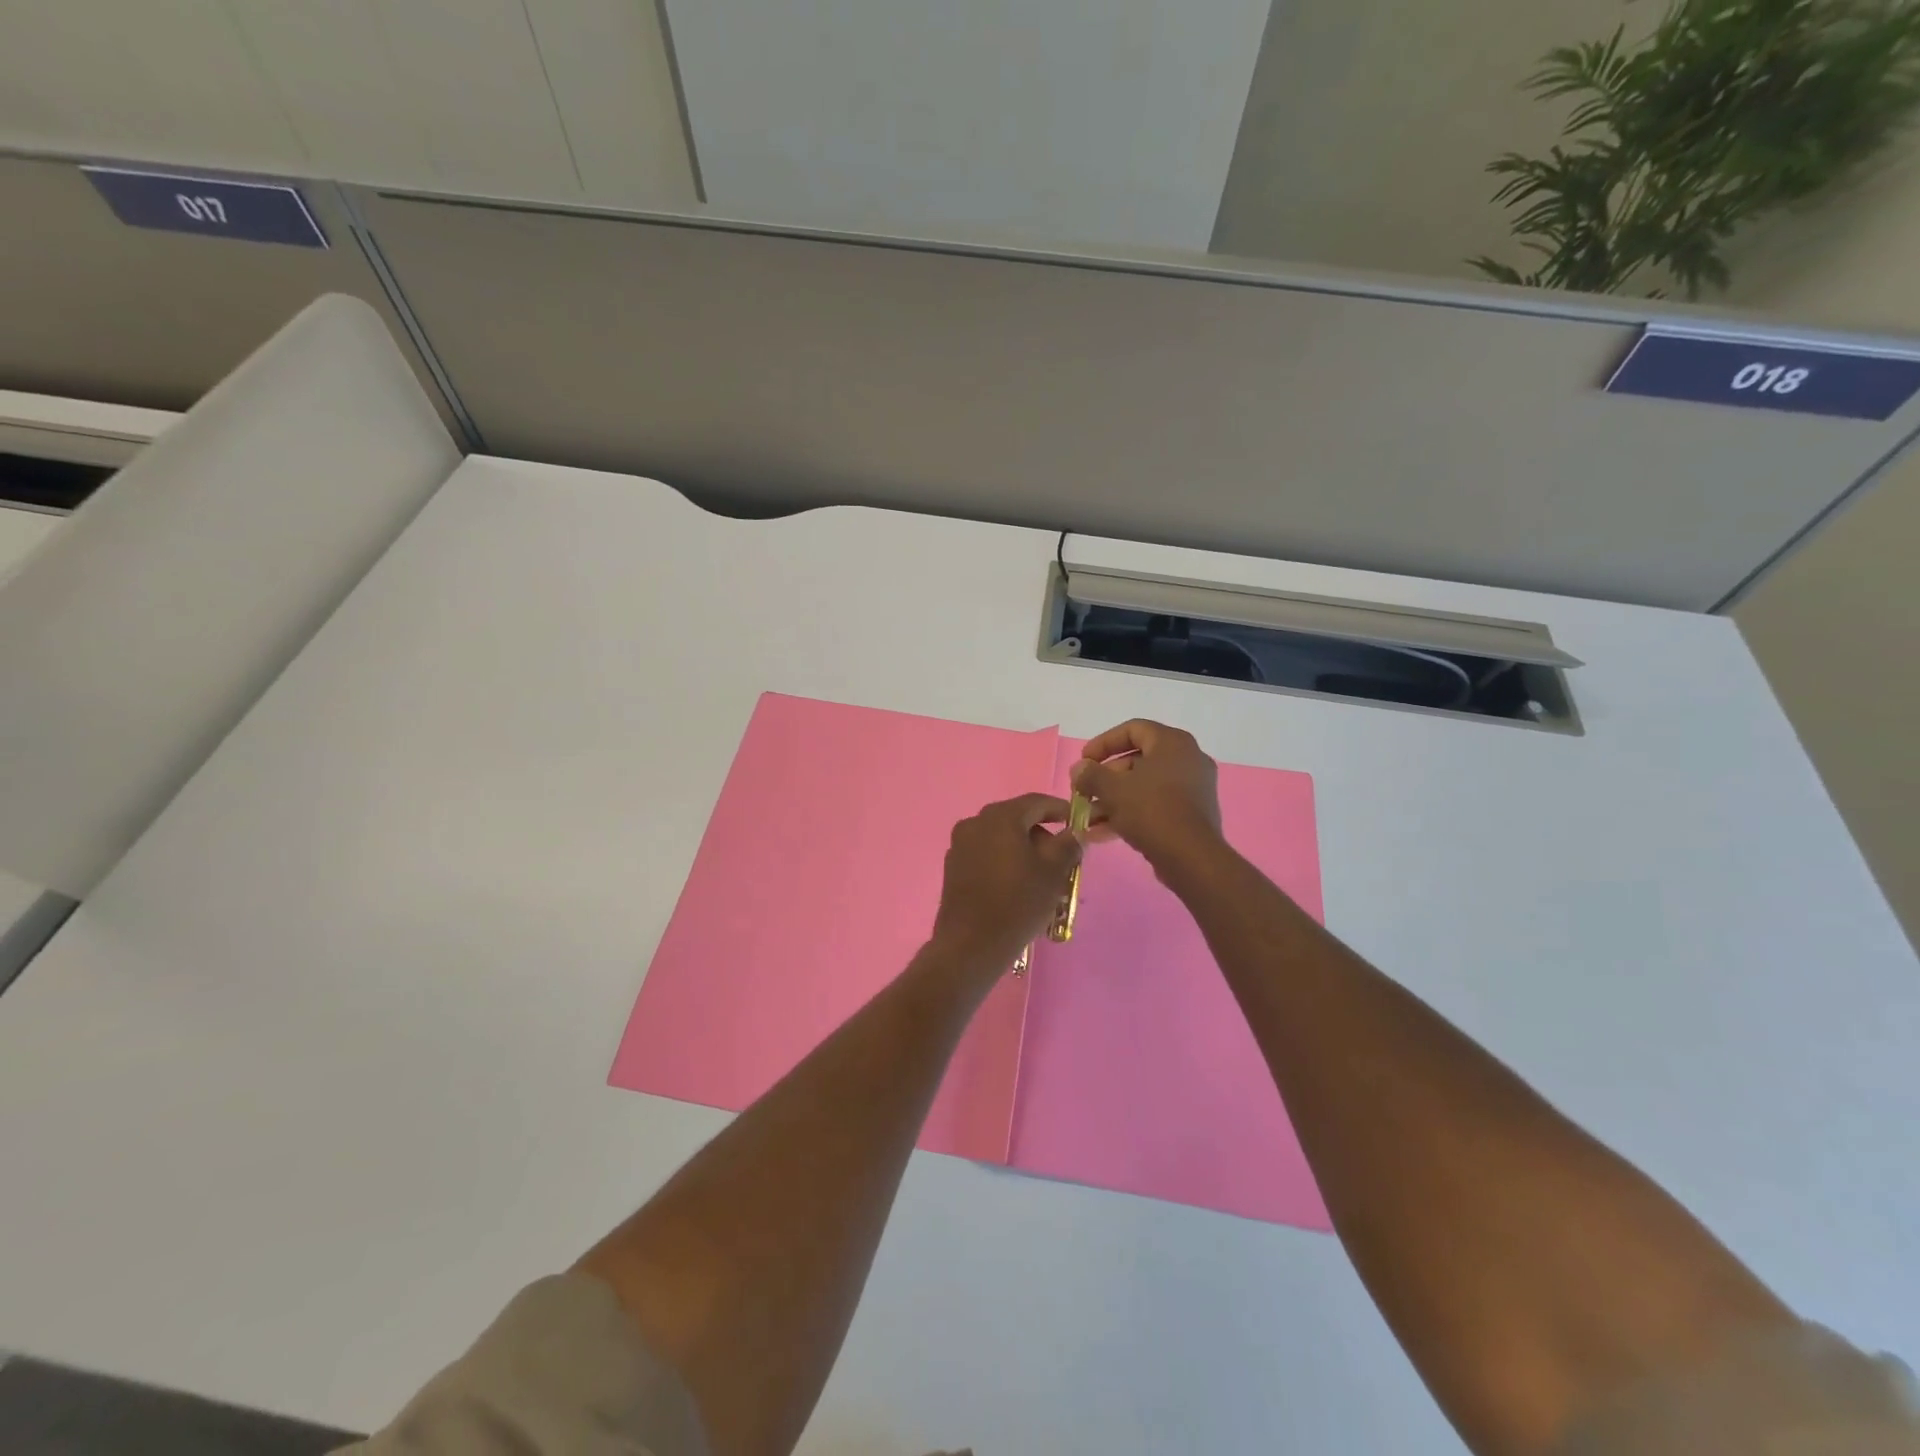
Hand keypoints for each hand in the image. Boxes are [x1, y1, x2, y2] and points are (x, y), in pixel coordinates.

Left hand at [930, 794, 1083, 969]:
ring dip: (1024, 851)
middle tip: (1063, 859)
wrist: (971, 944)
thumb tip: (1075, 833)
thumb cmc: (1018, 902)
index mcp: (1000, 817)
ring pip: (1001, 839)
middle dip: (1043, 836)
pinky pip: (986, 855)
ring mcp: (960, 844)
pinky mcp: (953, 867)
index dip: (1061, 810)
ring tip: (1043, 878)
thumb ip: (1068, 845)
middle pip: (1017, 820)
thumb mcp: (1054, 873)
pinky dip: (1004, 862)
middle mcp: (975, 822)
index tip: (1079, 824)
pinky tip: (1017, 887)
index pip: (1037, 802)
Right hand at [1071, 720, 1222, 872]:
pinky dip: (1129, 813)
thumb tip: (1079, 769)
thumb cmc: (1151, 811)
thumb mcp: (1112, 789)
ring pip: (1143, 786)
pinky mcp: (1191, 814)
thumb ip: (1091, 774)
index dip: (1103, 743)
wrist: (1191, 858)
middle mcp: (1187, 759)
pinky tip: (1101, 833)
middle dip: (1104, 778)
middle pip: (1137, 759)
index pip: (1133, 729)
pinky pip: (1155, 805)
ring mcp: (1192, 788)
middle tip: (1083, 792)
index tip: (1083, 761)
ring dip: (1112, 799)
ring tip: (1087, 817)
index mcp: (1172, 743)